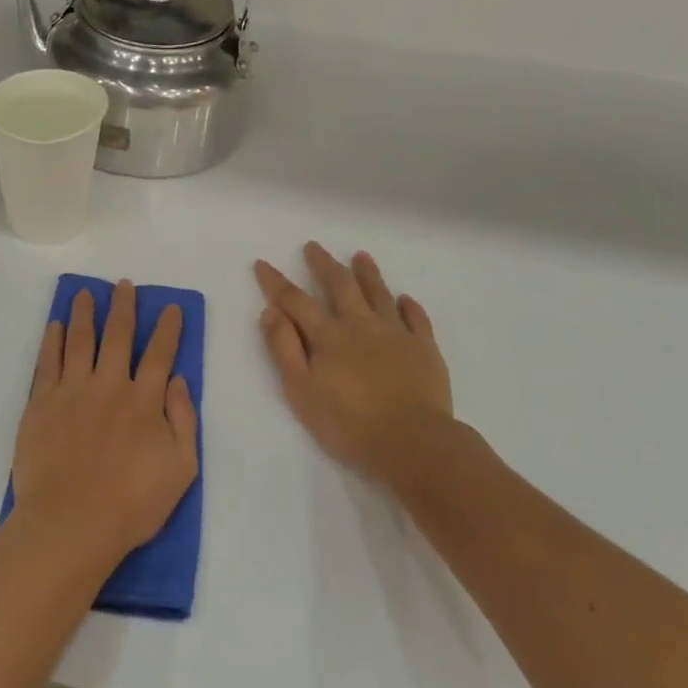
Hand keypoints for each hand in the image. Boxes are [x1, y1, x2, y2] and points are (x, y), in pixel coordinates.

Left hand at [10, 279, 199, 565]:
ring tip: (87, 293)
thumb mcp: (181, 469)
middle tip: (124, 285)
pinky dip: (53, 340)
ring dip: (86, 314)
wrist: (71, 523)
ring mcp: (72, 391)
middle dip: (124, 307)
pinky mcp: (41, 403)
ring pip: (81, 340)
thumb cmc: (132, 504)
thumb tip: (178, 381)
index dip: (168, 329)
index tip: (171, 308)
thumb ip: (183, 421)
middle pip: (118, 336)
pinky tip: (56, 325)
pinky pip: (48, 362)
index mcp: (144, 401)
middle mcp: (109, 385)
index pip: (160, 354)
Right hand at [254, 244, 465, 482]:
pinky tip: (405, 299)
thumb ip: (284, 349)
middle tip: (314, 246)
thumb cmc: (349, 423)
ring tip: (361, 255)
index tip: (262, 263)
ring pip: (379, 294)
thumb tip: (270, 312)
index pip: (296, 301)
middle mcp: (360, 325)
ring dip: (368, 273)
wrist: (412, 441)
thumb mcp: (302, 390)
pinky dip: (409, 306)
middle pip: (340, 286)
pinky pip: (416, 319)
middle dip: (324, 264)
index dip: (276, 282)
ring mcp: (396, 333)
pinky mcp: (424, 348)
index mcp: (328, 336)